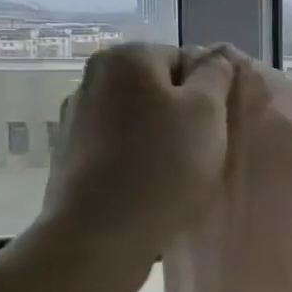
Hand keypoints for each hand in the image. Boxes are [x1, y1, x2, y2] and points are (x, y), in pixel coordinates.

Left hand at [33, 43, 233, 291]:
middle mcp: (93, 79)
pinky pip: (121, 147)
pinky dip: (140, 159)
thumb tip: (217, 53)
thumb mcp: (207, 111)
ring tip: (181, 172)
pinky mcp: (71, 157)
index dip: (211, 91)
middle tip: (207, 148)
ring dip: (163, 138)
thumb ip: (216, 73)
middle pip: (161, 88)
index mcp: (126, 58)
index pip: (187, 59)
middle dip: (186, 113)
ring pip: (141, 119)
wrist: (98, 238)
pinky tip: (153, 186)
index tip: (220, 124)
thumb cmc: (162, 165)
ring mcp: (77, 119)